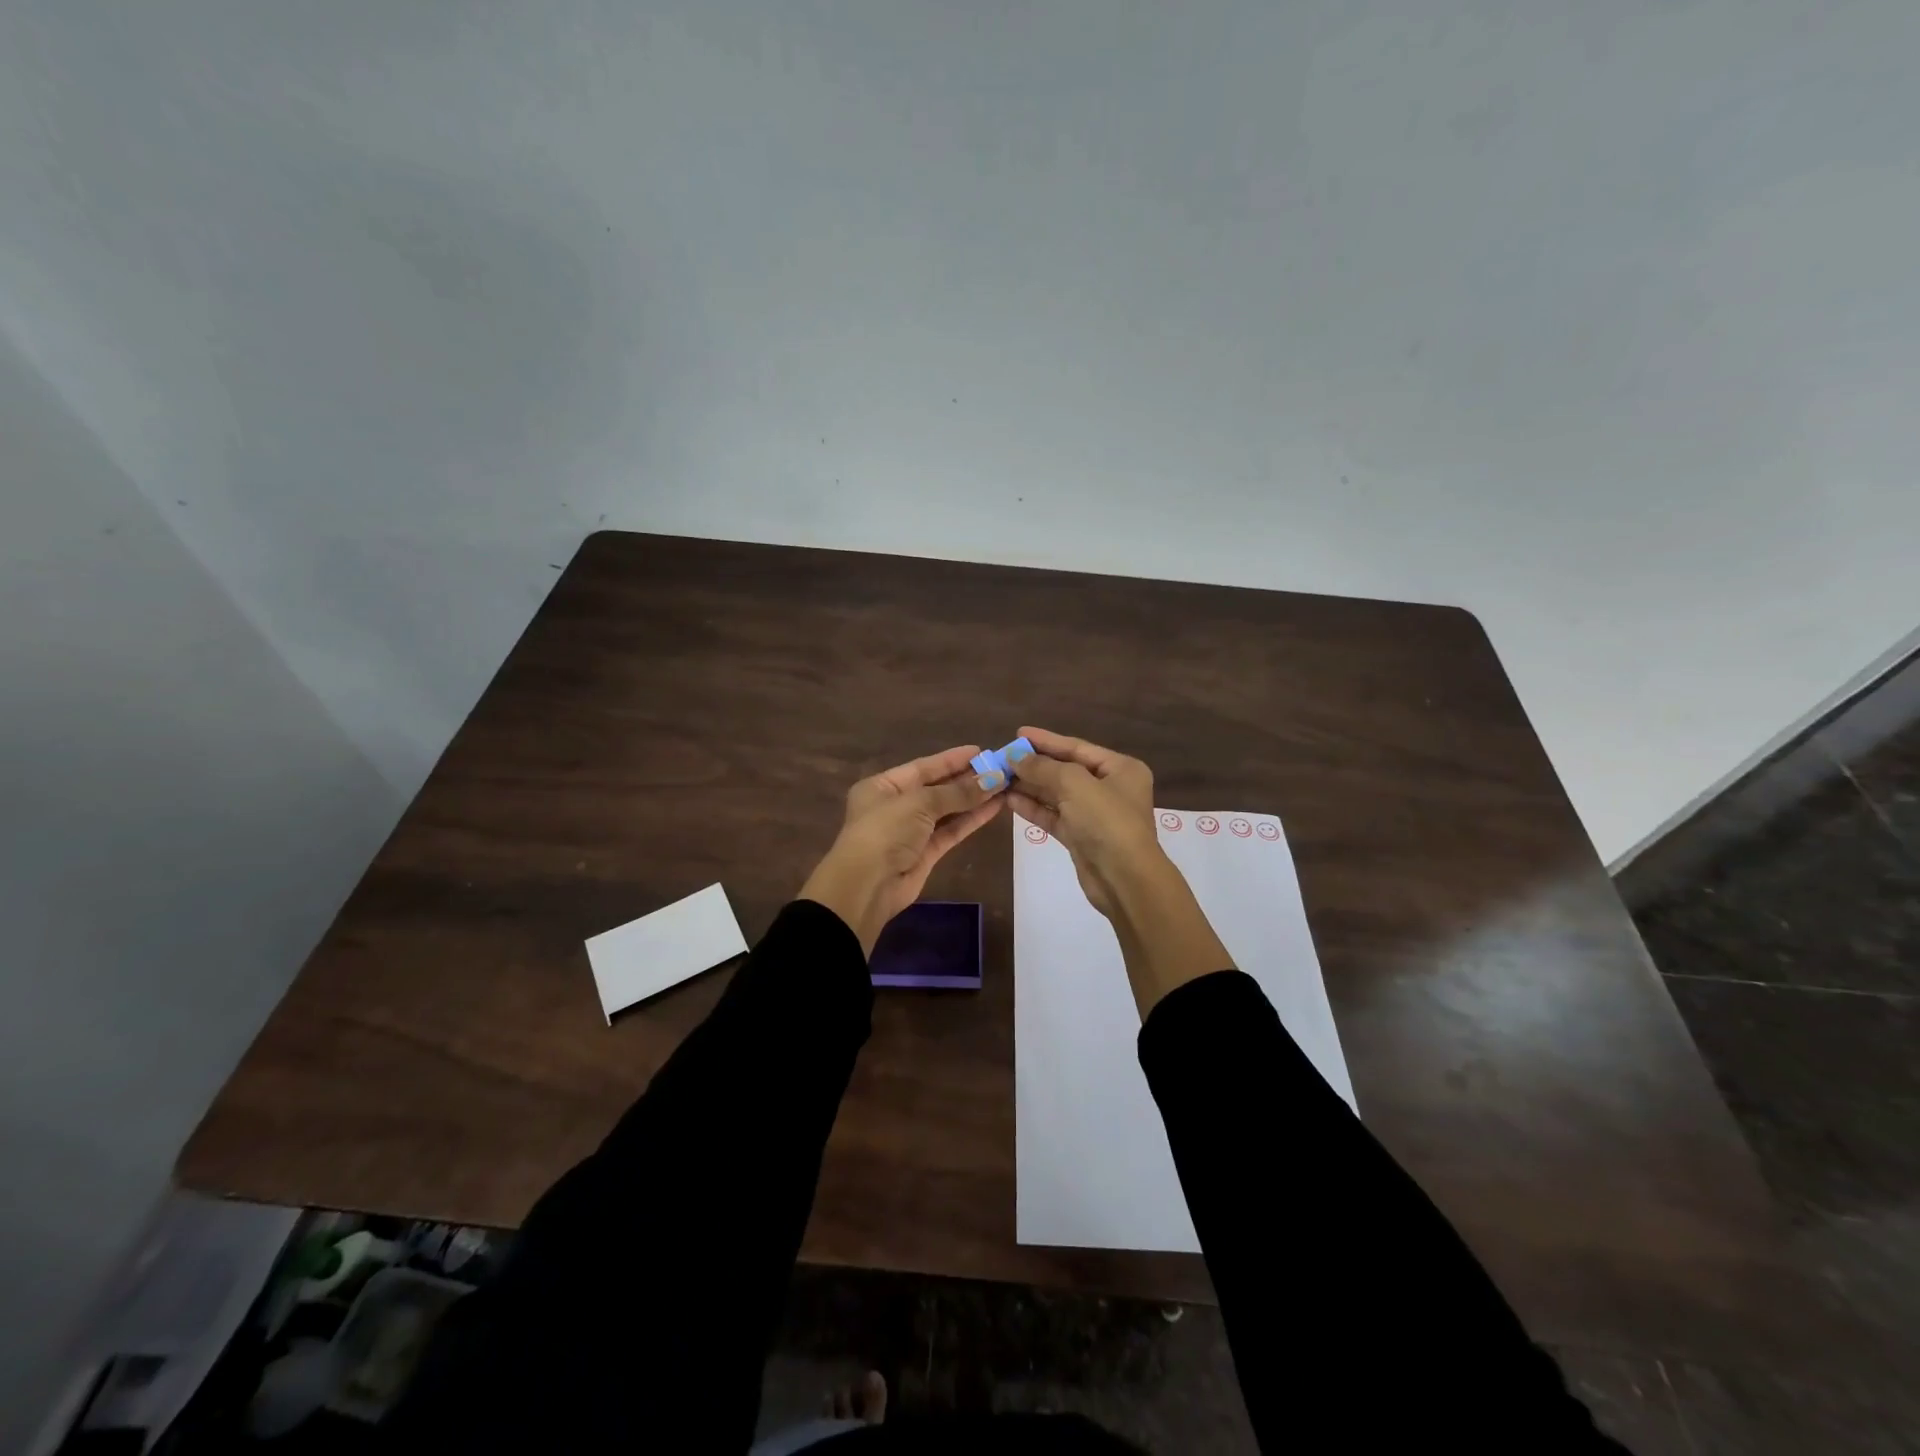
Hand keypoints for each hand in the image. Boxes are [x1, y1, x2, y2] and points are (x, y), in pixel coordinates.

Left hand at [800, 745, 1006, 953]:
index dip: (952, 759)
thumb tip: (994, 779)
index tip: (982, 751)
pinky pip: (951, 831)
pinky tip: (994, 808)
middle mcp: (896, 806)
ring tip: (1005, 786)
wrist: (867, 886)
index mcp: (883, 786)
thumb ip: (957, 792)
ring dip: (974, 799)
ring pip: (947, 810)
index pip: (923, 767)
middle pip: (937, 788)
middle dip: (967, 779)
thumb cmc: (885, 831)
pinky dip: (971, 819)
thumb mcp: (919, 803)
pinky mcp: (925, 854)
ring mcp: (911, 831)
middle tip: (1000, 768)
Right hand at [1008, 727, 1232, 1015]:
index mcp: (1121, 769)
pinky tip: (1008, 800)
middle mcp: (1110, 788)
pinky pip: (1053, 816)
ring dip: (1029, 787)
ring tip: (999, 778)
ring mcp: (1095, 815)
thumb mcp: (1074, 784)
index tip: (1018, 734)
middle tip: (1002, 758)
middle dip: (1034, 765)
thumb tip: (1015, 758)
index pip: (1077, 747)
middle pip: (1065, 770)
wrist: (1124, 879)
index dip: (1046, 740)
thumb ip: (1043, 767)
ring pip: (1057, 794)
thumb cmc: (1106, 821)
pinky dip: (1033, 808)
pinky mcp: (1081, 837)